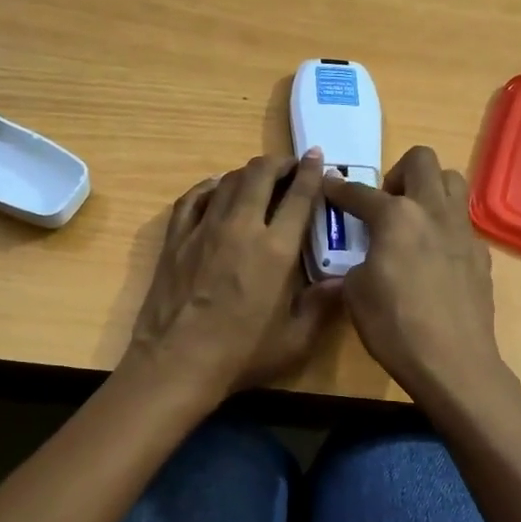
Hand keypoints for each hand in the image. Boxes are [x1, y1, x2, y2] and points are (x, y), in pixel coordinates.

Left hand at [129, 152, 342, 400]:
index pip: (298, 197)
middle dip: (279, 163)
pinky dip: (208, 187)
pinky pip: (193, 198)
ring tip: (259, 177)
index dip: (311, 172)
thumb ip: (321, 306)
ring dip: (247, 172)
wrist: (176, 363)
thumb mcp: (294, 340)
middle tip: (290, 166)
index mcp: (276, 250)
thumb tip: (344, 281)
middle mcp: (241, 227)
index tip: (318, 158)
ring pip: (227, 181)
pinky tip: (216, 188)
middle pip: (260, 175)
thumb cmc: (240, 355)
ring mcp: (204, 229)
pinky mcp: (176, 238)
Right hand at [322, 146, 509, 403]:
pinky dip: (444, 227)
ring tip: (414, 219)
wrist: (453, 362)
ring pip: (452, 180)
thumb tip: (366, 261)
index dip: (339, 189)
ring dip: (429, 188)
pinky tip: (434, 258)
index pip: (360, 192)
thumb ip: (357, 263)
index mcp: (396, 216)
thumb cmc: (394, 326)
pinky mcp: (481, 254)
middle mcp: (432, 211)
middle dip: (397, 173)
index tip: (329, 186)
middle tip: (386, 203)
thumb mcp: (355, 294)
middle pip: (421, 160)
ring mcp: (462, 230)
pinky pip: (462, 222)